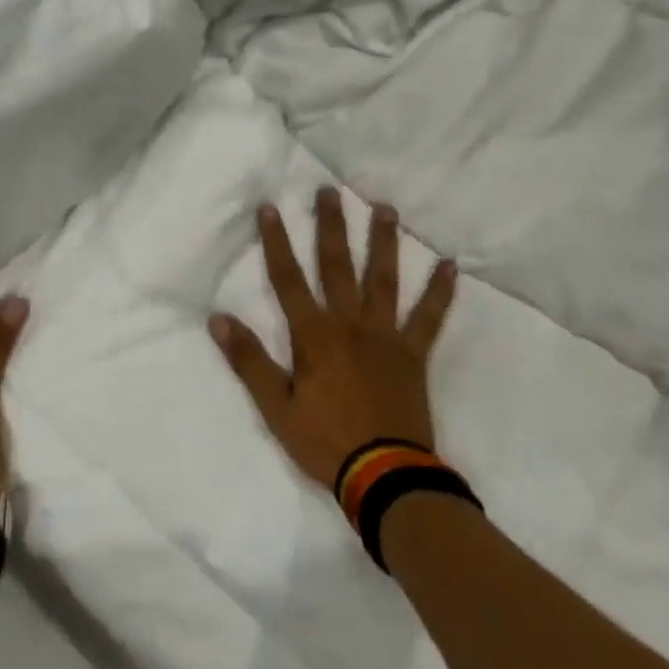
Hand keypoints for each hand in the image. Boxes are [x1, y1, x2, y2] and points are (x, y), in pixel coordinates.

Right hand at [211, 189, 457, 490]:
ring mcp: (385, 336)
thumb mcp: (275, 407)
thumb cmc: (325, 442)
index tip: (270, 208)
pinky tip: (450, 265)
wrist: (386, 478)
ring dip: (383, 242)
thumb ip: (248, 361)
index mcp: (314, 335)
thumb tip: (218, 318)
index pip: (288, 280)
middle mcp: (349, 324)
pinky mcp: (413, 354)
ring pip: (383, 280)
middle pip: (337, 266)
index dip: (277, 243)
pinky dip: (440, 292)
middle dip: (331, 226)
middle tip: (330, 190)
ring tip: (385, 208)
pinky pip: (429, 318)